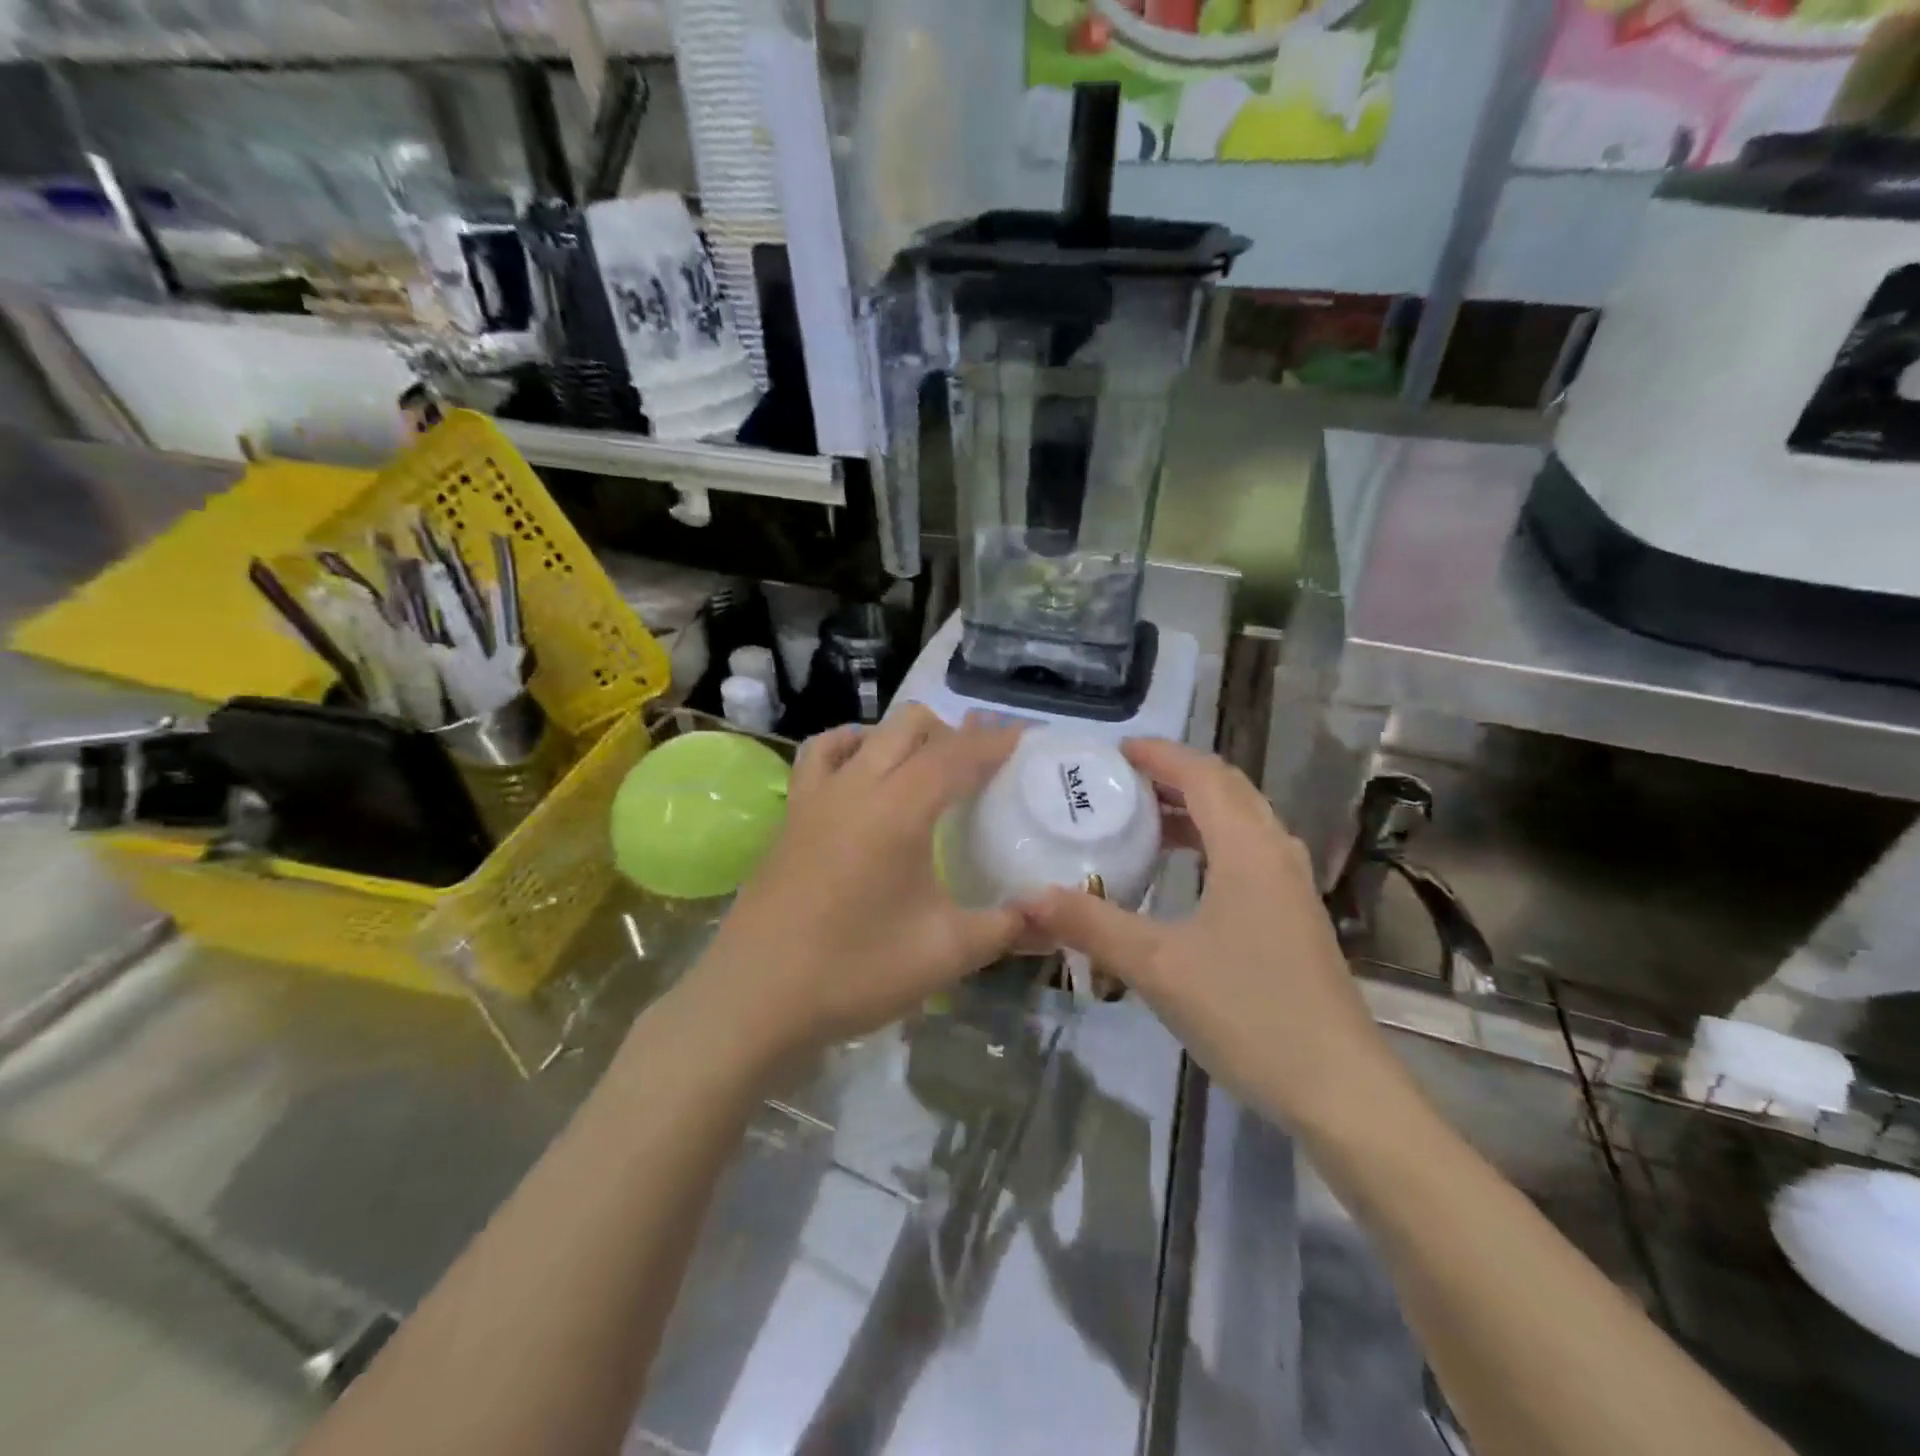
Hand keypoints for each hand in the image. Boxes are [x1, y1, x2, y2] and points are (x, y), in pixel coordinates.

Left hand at [683, 707, 1025, 1059]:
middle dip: (954, 731)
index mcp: (899, 809)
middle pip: (910, 726)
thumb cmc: (855, 973)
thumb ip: (1007, 928)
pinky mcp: (791, 815)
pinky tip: (862, 771)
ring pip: (865, 732)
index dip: (995, 741)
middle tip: (985, 761)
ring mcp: (816, 796)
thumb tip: (1053, 919)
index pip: (957, 755)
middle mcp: (856, 786)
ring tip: (927, 766)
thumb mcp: (946, 954)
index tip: (1026, 735)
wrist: (755, 999)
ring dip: (903, 736)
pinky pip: (820, 756)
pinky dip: (850, 747)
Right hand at [1021, 739, 1411, 1132]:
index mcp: (1247, 848)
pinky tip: (1181, 874)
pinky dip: (1210, 841)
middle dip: (1174, 775)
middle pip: (1226, 788)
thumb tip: (1027, 898)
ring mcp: (1291, 886)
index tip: (1112, 752)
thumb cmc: (1248, 1013)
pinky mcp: (1294, 915)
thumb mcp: (1157, 966)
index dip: (1158, 755)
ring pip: (1241, 821)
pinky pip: (1248, 852)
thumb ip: (1091, 924)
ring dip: (1194, 808)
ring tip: (1142, 819)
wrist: (1339, 1089)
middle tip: (1120, 782)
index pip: (1201, 775)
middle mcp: (1275, 852)